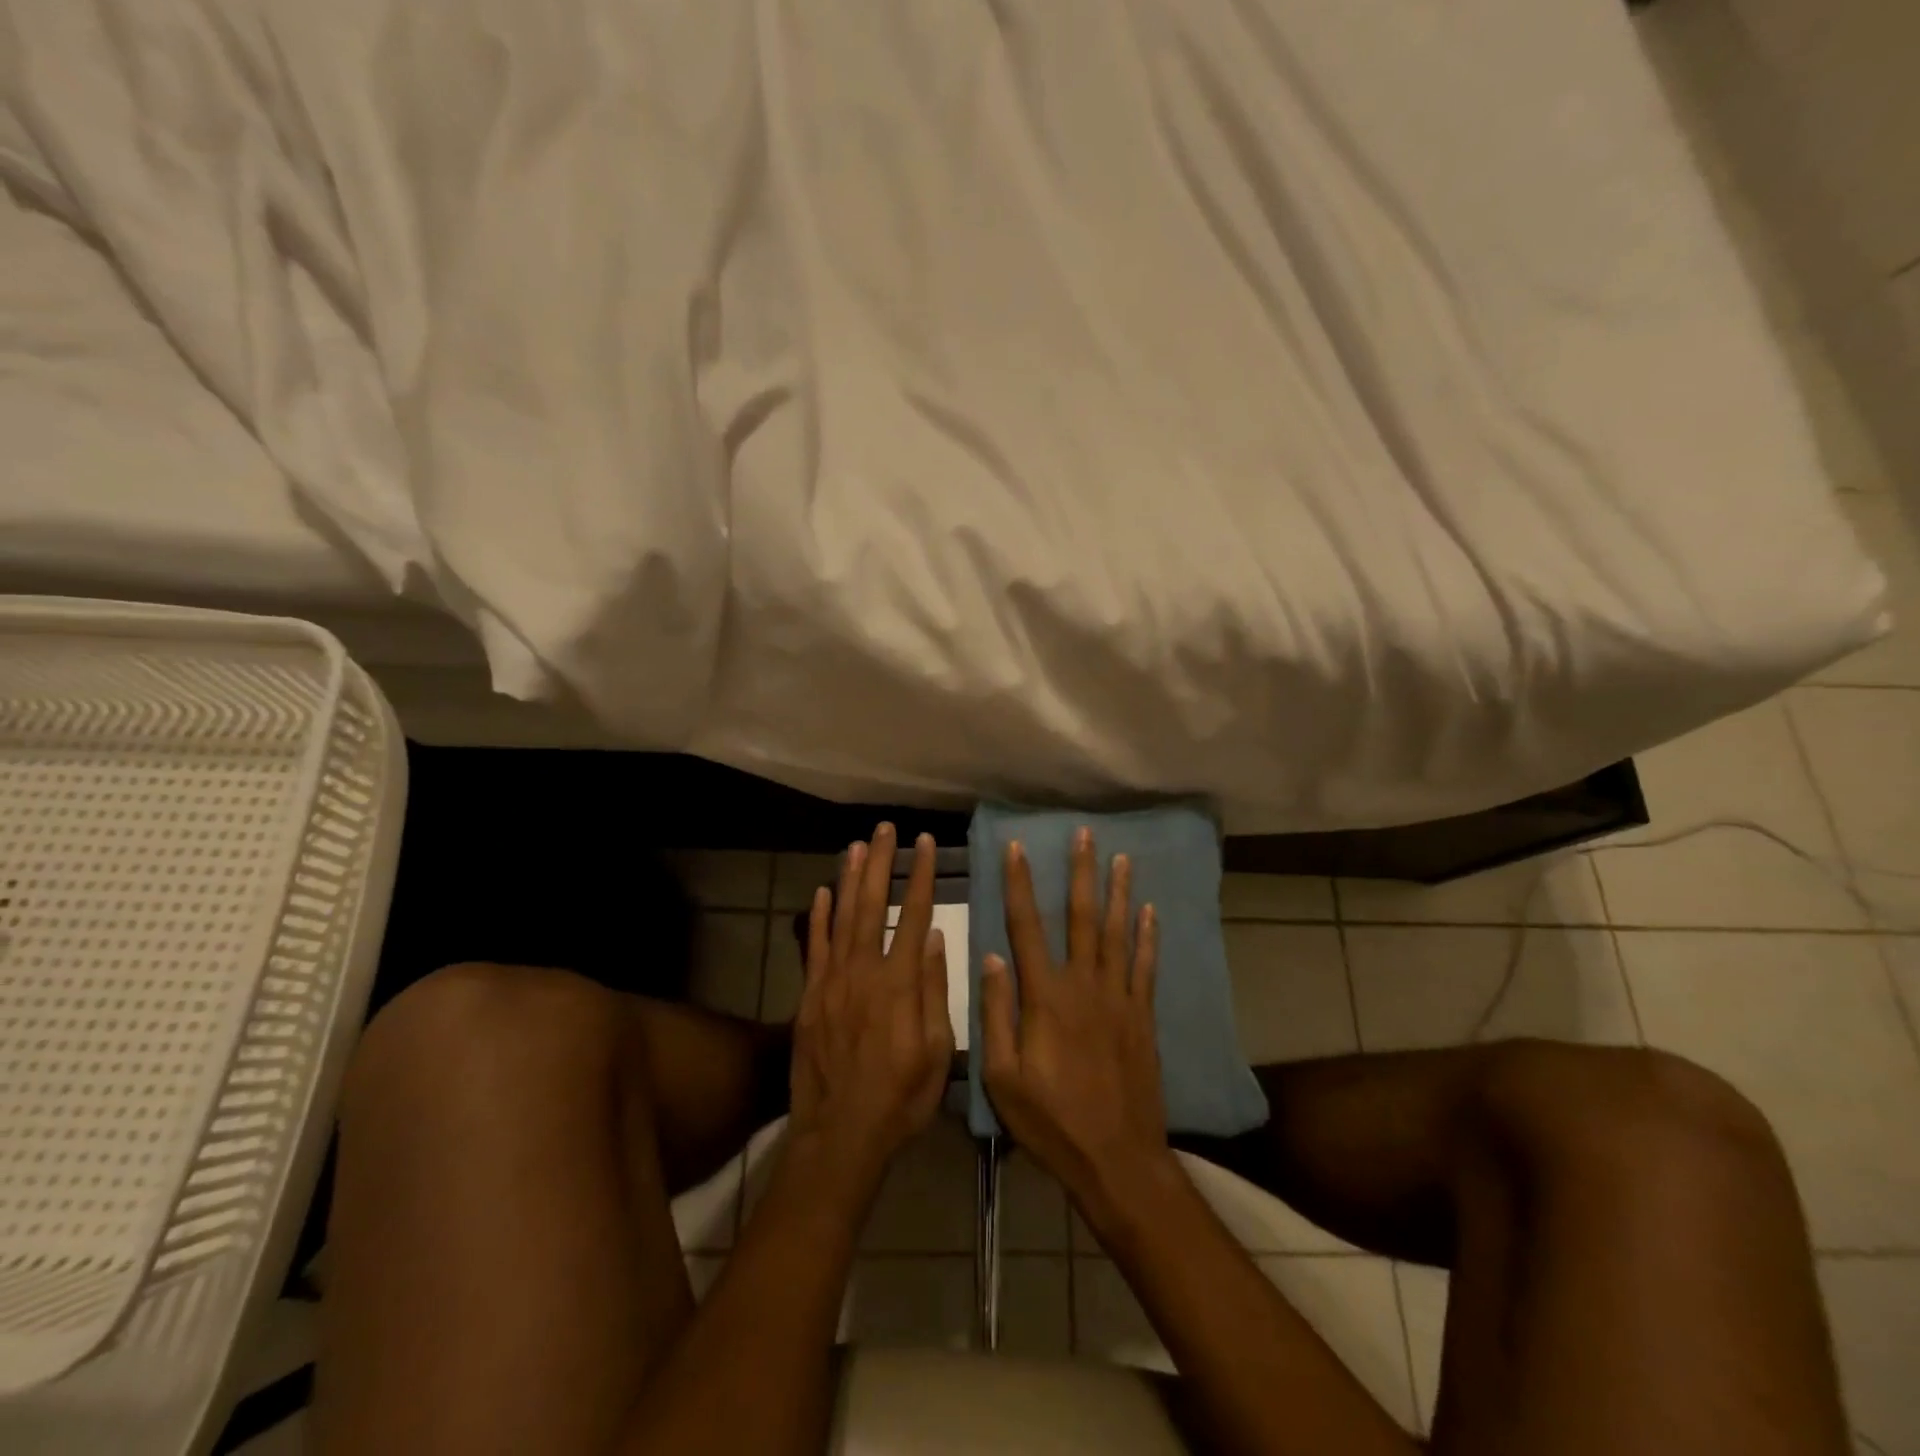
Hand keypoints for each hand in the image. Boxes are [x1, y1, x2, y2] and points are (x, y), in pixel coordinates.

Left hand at [788, 823, 953, 1186]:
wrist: (840, 1136)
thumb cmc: (900, 1098)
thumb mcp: (936, 1051)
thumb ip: (935, 990)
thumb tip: (936, 937)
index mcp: (899, 984)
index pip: (914, 915)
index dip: (921, 876)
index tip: (925, 844)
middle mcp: (863, 972)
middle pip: (873, 905)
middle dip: (881, 863)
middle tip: (885, 829)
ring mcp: (831, 982)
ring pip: (841, 918)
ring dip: (850, 878)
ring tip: (857, 845)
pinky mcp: (809, 997)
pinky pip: (814, 948)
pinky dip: (818, 917)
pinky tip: (822, 892)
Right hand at [980, 828, 1167, 1203]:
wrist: (1117, 1158)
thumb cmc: (1051, 1121)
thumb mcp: (1003, 1077)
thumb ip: (997, 1014)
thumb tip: (991, 957)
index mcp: (1045, 997)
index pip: (1027, 927)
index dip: (1020, 885)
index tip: (1017, 849)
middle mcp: (1084, 985)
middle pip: (1082, 917)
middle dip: (1081, 873)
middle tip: (1084, 834)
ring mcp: (1119, 999)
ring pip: (1118, 933)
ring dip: (1119, 893)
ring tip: (1121, 858)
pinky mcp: (1142, 1016)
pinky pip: (1145, 966)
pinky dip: (1148, 936)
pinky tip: (1150, 911)